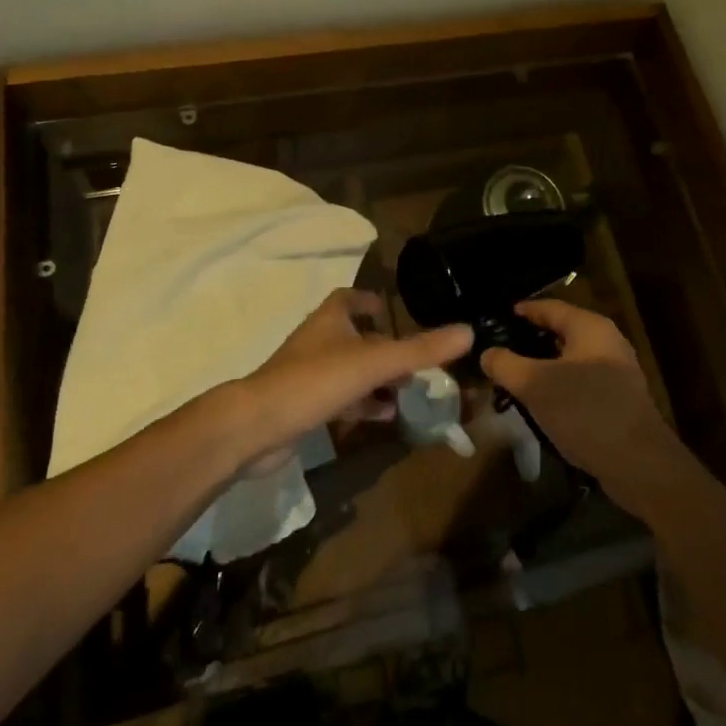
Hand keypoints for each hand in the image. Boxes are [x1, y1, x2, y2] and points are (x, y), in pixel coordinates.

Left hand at [225, 289, 471, 470]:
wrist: (257, 427)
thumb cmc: (315, 381)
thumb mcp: (374, 362)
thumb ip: (420, 349)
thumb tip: (468, 331)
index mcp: (330, 320)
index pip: (350, 298)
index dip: (370, 300)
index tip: (392, 309)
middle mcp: (318, 341)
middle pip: (354, 337)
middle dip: (384, 346)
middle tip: (415, 359)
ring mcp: (308, 375)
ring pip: (350, 371)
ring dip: (377, 379)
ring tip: (408, 390)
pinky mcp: (304, 406)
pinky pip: (341, 399)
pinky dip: (363, 404)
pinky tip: (385, 416)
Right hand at [481, 300, 675, 497]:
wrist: (639, 463)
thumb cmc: (585, 411)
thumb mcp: (535, 385)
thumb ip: (506, 365)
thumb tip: (486, 352)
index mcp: (589, 327)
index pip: (549, 307)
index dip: (522, 311)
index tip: (497, 317)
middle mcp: (607, 341)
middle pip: (561, 331)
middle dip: (531, 339)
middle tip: (500, 348)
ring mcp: (617, 370)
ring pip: (571, 359)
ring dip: (544, 365)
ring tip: (515, 376)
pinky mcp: (619, 398)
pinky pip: (581, 381)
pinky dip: (560, 384)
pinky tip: (542, 402)